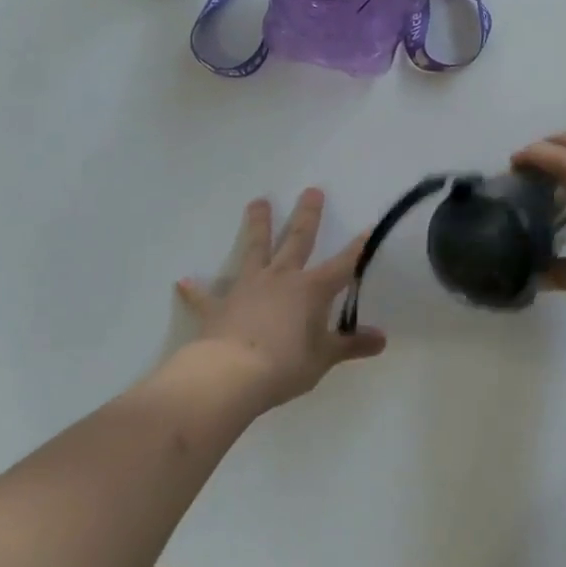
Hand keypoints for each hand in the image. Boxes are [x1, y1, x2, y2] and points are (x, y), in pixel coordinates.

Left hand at [176, 189, 386, 410]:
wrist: (229, 376)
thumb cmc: (284, 366)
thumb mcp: (324, 359)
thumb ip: (351, 346)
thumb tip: (382, 340)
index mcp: (311, 290)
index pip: (343, 265)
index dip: (358, 248)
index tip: (370, 228)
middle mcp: (280, 279)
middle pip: (297, 240)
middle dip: (307, 216)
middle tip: (312, 190)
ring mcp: (247, 288)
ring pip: (254, 250)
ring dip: (257, 226)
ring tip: (257, 202)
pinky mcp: (218, 307)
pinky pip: (205, 296)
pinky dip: (195, 290)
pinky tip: (183, 282)